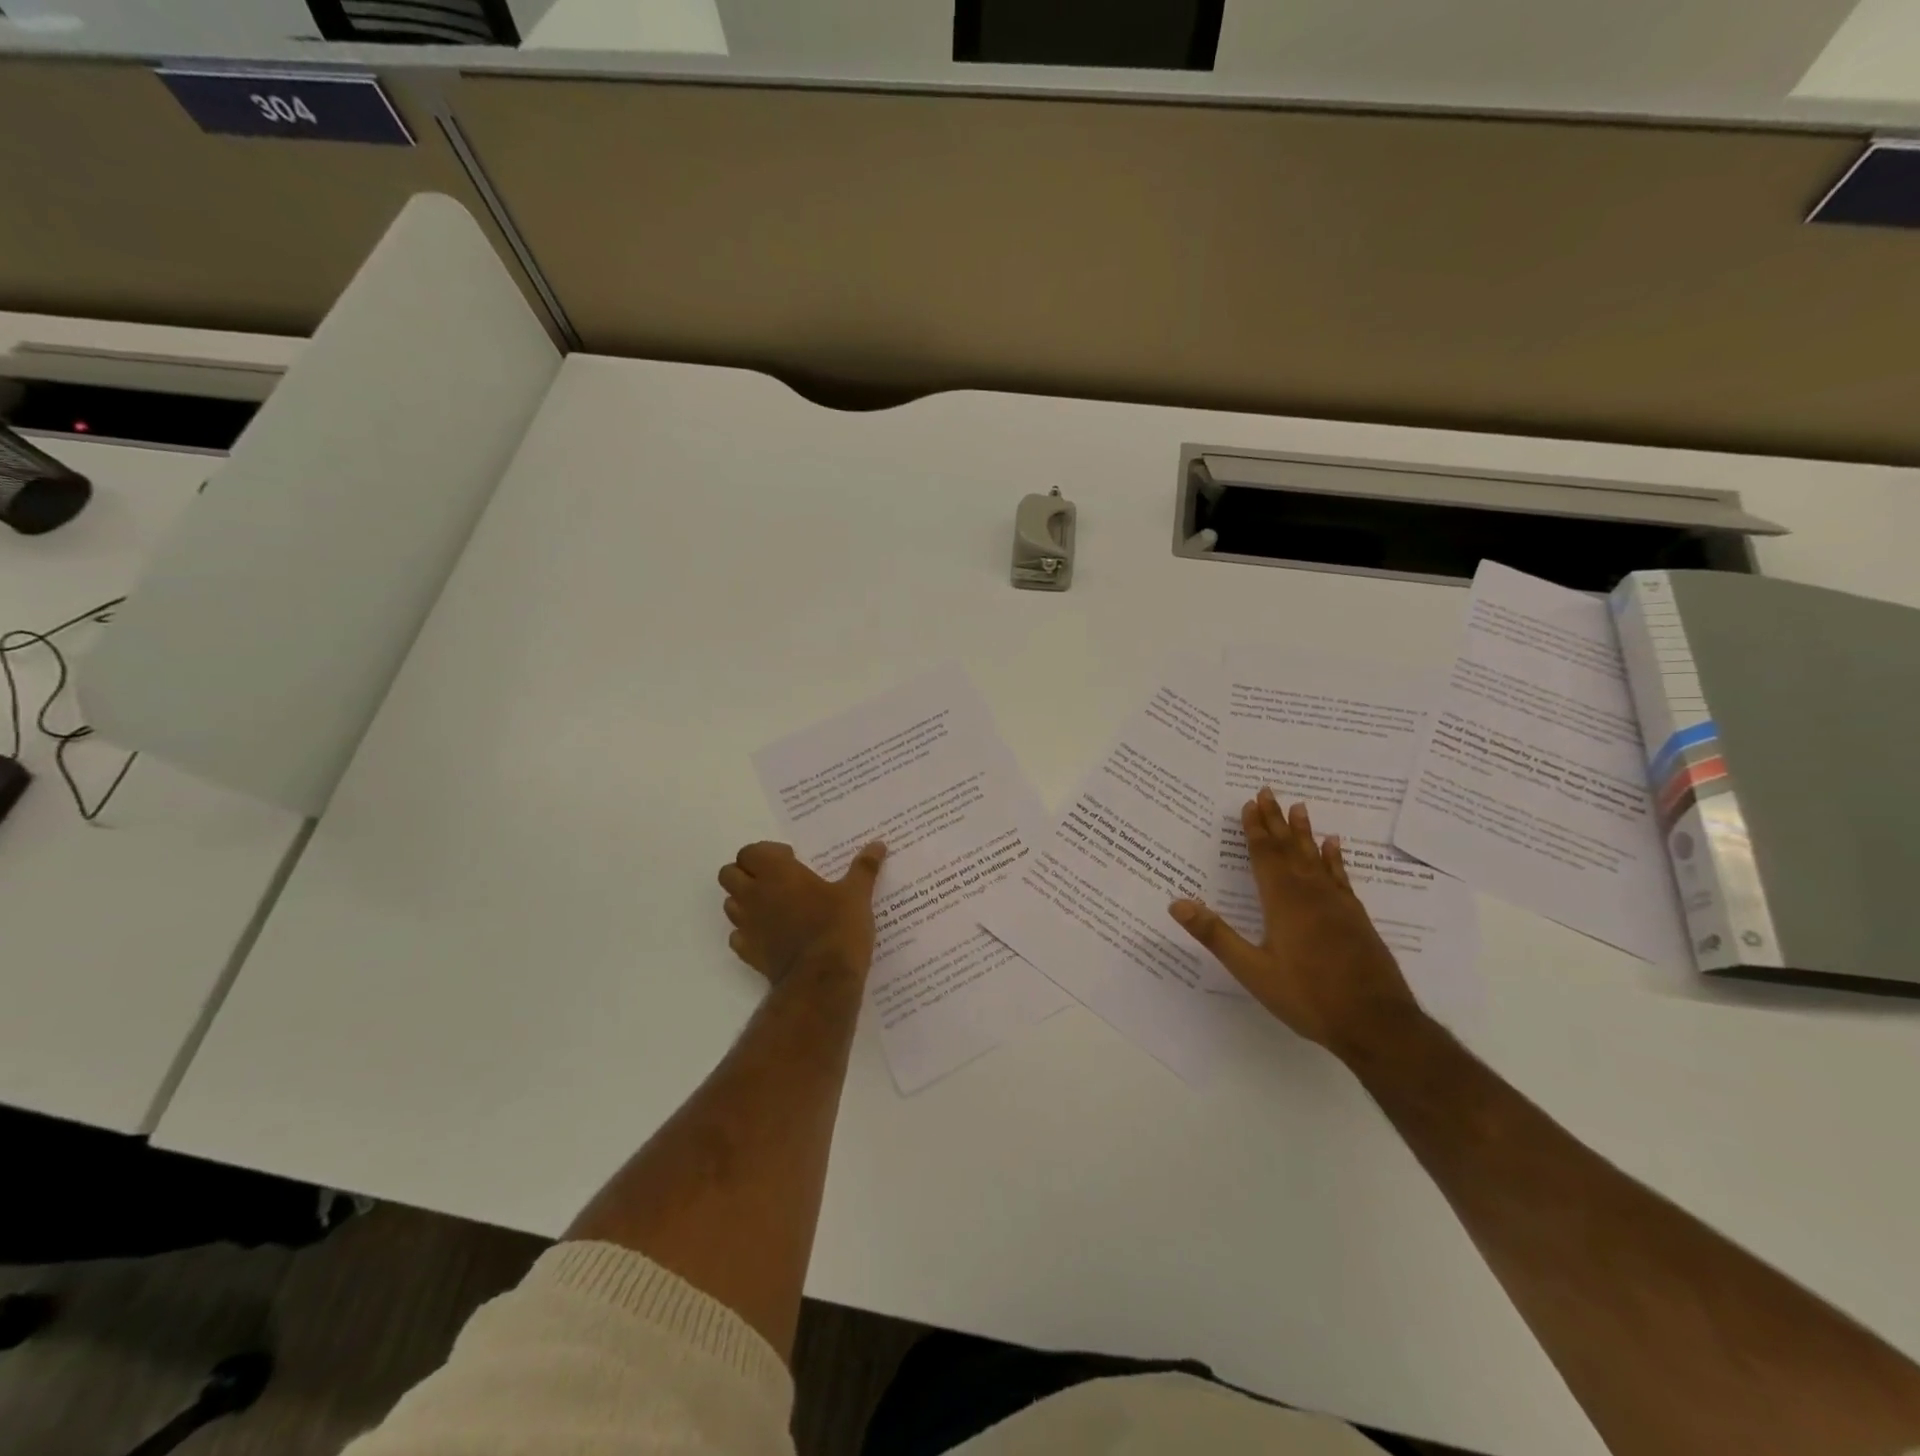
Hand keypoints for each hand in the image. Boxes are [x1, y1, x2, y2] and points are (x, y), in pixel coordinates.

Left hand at [718, 840, 886, 986]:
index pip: (749, 851)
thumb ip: (864, 867)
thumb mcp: (857, 894)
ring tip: (775, 906)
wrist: (822, 980)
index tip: (791, 860)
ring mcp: (747, 925)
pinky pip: (737, 936)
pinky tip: (772, 935)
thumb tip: (879, 844)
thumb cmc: (838, 927)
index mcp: (777, 873)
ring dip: (745, 900)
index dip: (766, 853)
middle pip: (729, 874)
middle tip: (777, 879)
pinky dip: (749, 932)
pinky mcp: (748, 953)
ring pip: (730, 904)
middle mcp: (754, 895)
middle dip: (747, 873)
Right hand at [1168, 789, 1420, 1059]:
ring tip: (1300, 806)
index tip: (1248, 804)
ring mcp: (1338, 905)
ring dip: (1304, 832)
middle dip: (1276, 820)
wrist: (1377, 1023)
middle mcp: (1311, 894)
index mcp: (1283, 902)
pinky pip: (1341, 877)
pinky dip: (1334, 858)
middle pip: (1290, 848)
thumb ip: (1215, 935)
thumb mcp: (1253, 970)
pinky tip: (1334, 846)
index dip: (1255, 829)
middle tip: (1268, 791)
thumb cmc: (1308, 997)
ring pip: (1316, 858)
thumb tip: (1176, 904)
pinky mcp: (1357, 918)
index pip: (1265, 856)